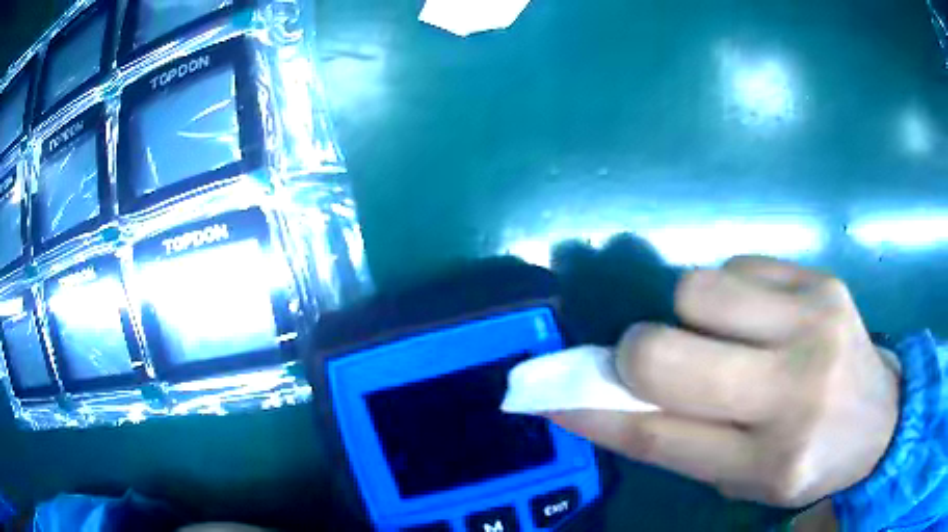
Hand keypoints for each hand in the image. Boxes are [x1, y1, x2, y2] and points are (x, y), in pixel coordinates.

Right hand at [548, 256, 899, 507]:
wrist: (881, 420)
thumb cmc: (807, 460)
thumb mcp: (741, 477)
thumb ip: (676, 442)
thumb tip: (603, 400)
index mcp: (768, 461)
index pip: (658, 435)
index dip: (594, 411)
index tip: (550, 394)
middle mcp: (794, 391)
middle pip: (666, 352)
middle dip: (637, 354)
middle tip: (655, 362)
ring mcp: (814, 323)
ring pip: (697, 290)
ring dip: (690, 317)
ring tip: (726, 338)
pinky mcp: (821, 279)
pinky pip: (738, 266)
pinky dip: (732, 293)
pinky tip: (761, 317)